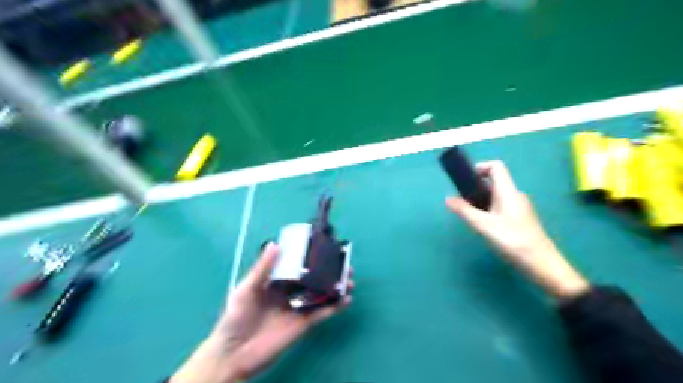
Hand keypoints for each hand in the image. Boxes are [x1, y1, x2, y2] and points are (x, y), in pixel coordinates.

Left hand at [171, 244, 355, 380]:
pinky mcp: (304, 323)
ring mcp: (299, 307)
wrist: (234, 353)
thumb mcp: (246, 289)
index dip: (312, 256)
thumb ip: (262, 269)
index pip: (298, 265)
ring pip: (322, 293)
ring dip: (337, 286)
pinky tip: (346, 299)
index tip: (325, 247)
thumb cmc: (236, 317)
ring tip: (350, 279)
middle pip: (315, 278)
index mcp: (277, 280)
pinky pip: (323, 312)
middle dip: (330, 270)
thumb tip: (274, 244)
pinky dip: (336, 306)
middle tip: (344, 263)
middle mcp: (291, 291)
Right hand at [446, 160, 590, 300]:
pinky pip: (501, 207)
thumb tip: (448, 199)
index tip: (465, 180)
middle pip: (494, 182)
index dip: (480, 167)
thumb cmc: (513, 241)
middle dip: (476, 188)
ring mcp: (519, 208)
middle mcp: (515, 196)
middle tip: (463, 203)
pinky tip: (484, 227)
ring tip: (471, 217)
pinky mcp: (520, 220)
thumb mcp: (484, 226)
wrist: (542, 265)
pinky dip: (488, 210)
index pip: (496, 167)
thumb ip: (465, 211)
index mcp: (508, 192)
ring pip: (496, 196)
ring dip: (481, 201)